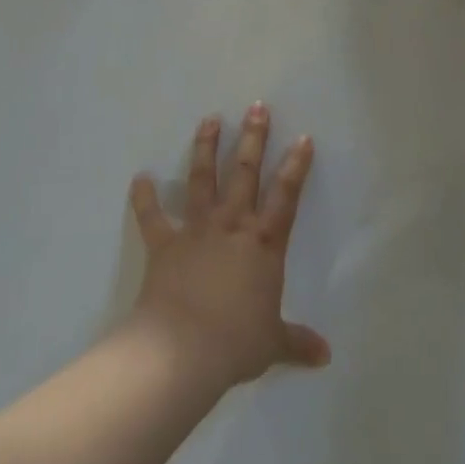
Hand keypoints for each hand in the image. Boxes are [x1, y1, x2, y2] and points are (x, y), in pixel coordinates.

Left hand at [127, 105, 330, 387]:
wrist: (182, 350)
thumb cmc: (235, 342)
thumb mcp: (272, 343)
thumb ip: (297, 342)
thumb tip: (325, 356)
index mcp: (263, 244)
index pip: (286, 195)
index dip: (296, 166)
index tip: (302, 138)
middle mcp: (232, 225)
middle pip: (245, 172)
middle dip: (253, 137)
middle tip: (256, 107)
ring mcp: (197, 229)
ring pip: (202, 179)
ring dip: (205, 147)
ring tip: (209, 119)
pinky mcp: (165, 242)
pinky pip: (152, 216)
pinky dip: (144, 197)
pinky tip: (139, 177)